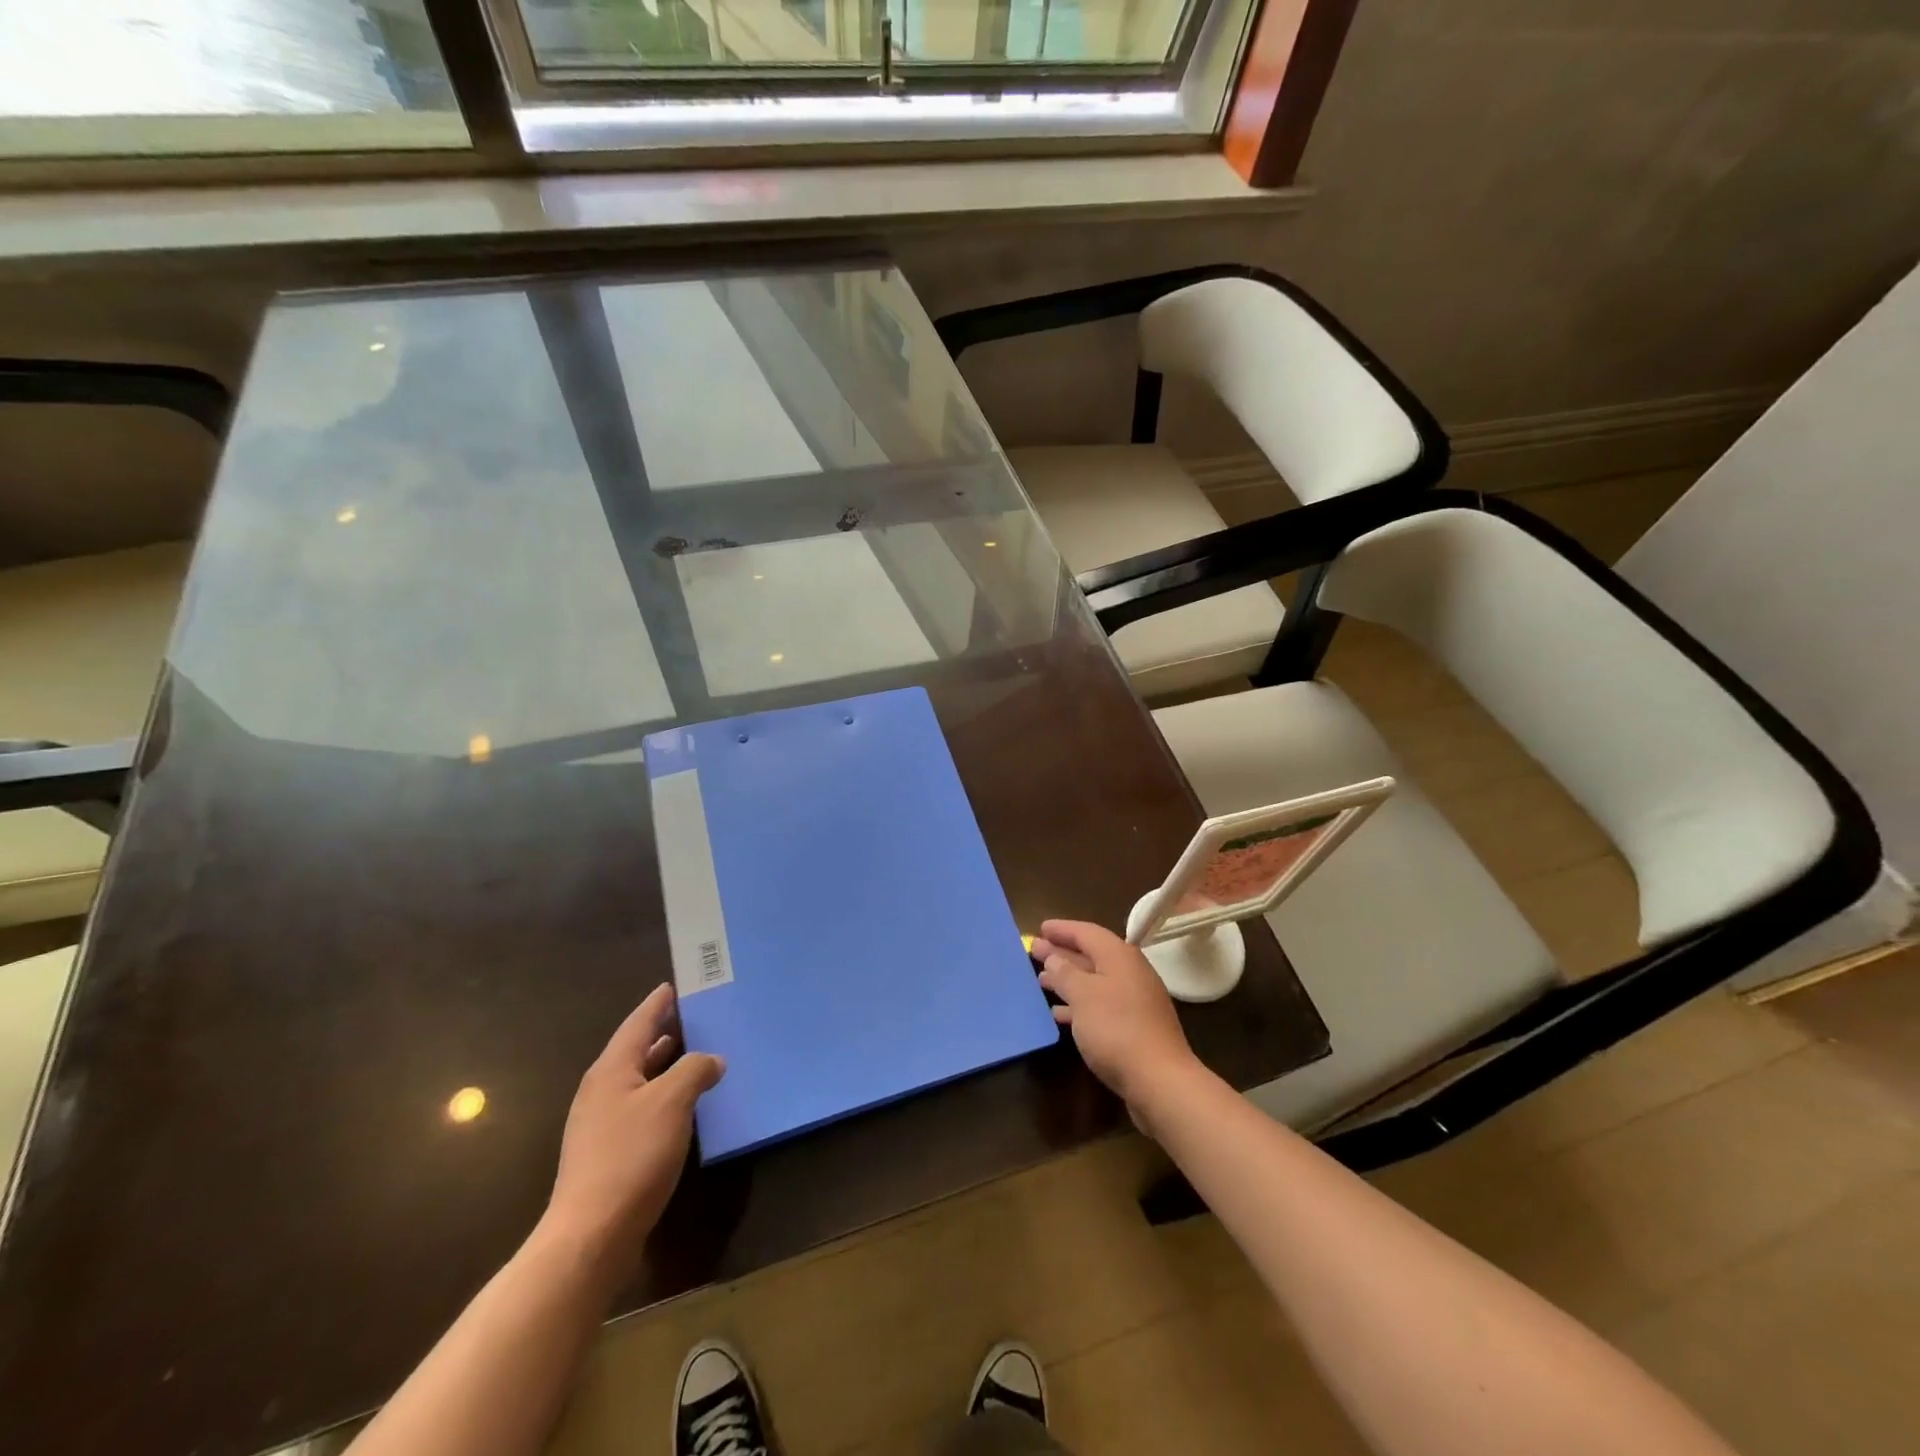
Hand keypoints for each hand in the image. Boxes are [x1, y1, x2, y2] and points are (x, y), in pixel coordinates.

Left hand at [539, 984, 724, 1288]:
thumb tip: (712, 1059)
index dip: (659, 1003)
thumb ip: (694, 1070)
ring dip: (668, 1065)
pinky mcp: (608, 1153)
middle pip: (638, 1050)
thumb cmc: (631, 1156)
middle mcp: (602, 1090)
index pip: (639, 1023)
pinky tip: (685, 1105)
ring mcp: (602, 1124)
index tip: (676, 984)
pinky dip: (665, 1095)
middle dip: (667, 1032)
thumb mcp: (671, 1102)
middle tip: (699, 1016)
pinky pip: (642, 1107)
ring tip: (699, 1054)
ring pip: (641, 1080)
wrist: (591, 1235)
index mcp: (612, 1069)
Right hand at [1032, 919, 1205, 1129]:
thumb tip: (1053, 956)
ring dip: (1068, 980)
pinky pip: (1101, 1005)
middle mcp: (1130, 972)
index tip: (1040, 928)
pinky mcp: (1135, 1027)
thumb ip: (1065, 973)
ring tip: (1041, 982)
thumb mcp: (1082, 995)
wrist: (1159, 1080)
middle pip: (1091, 955)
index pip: (1087, 932)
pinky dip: (1079, 1005)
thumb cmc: (1116, 1029)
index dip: (1062, 929)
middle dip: (1062, 954)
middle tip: (1035, 952)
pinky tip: (1060, 1014)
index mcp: (1119, 956)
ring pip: (1095, 982)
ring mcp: (1135, 1001)